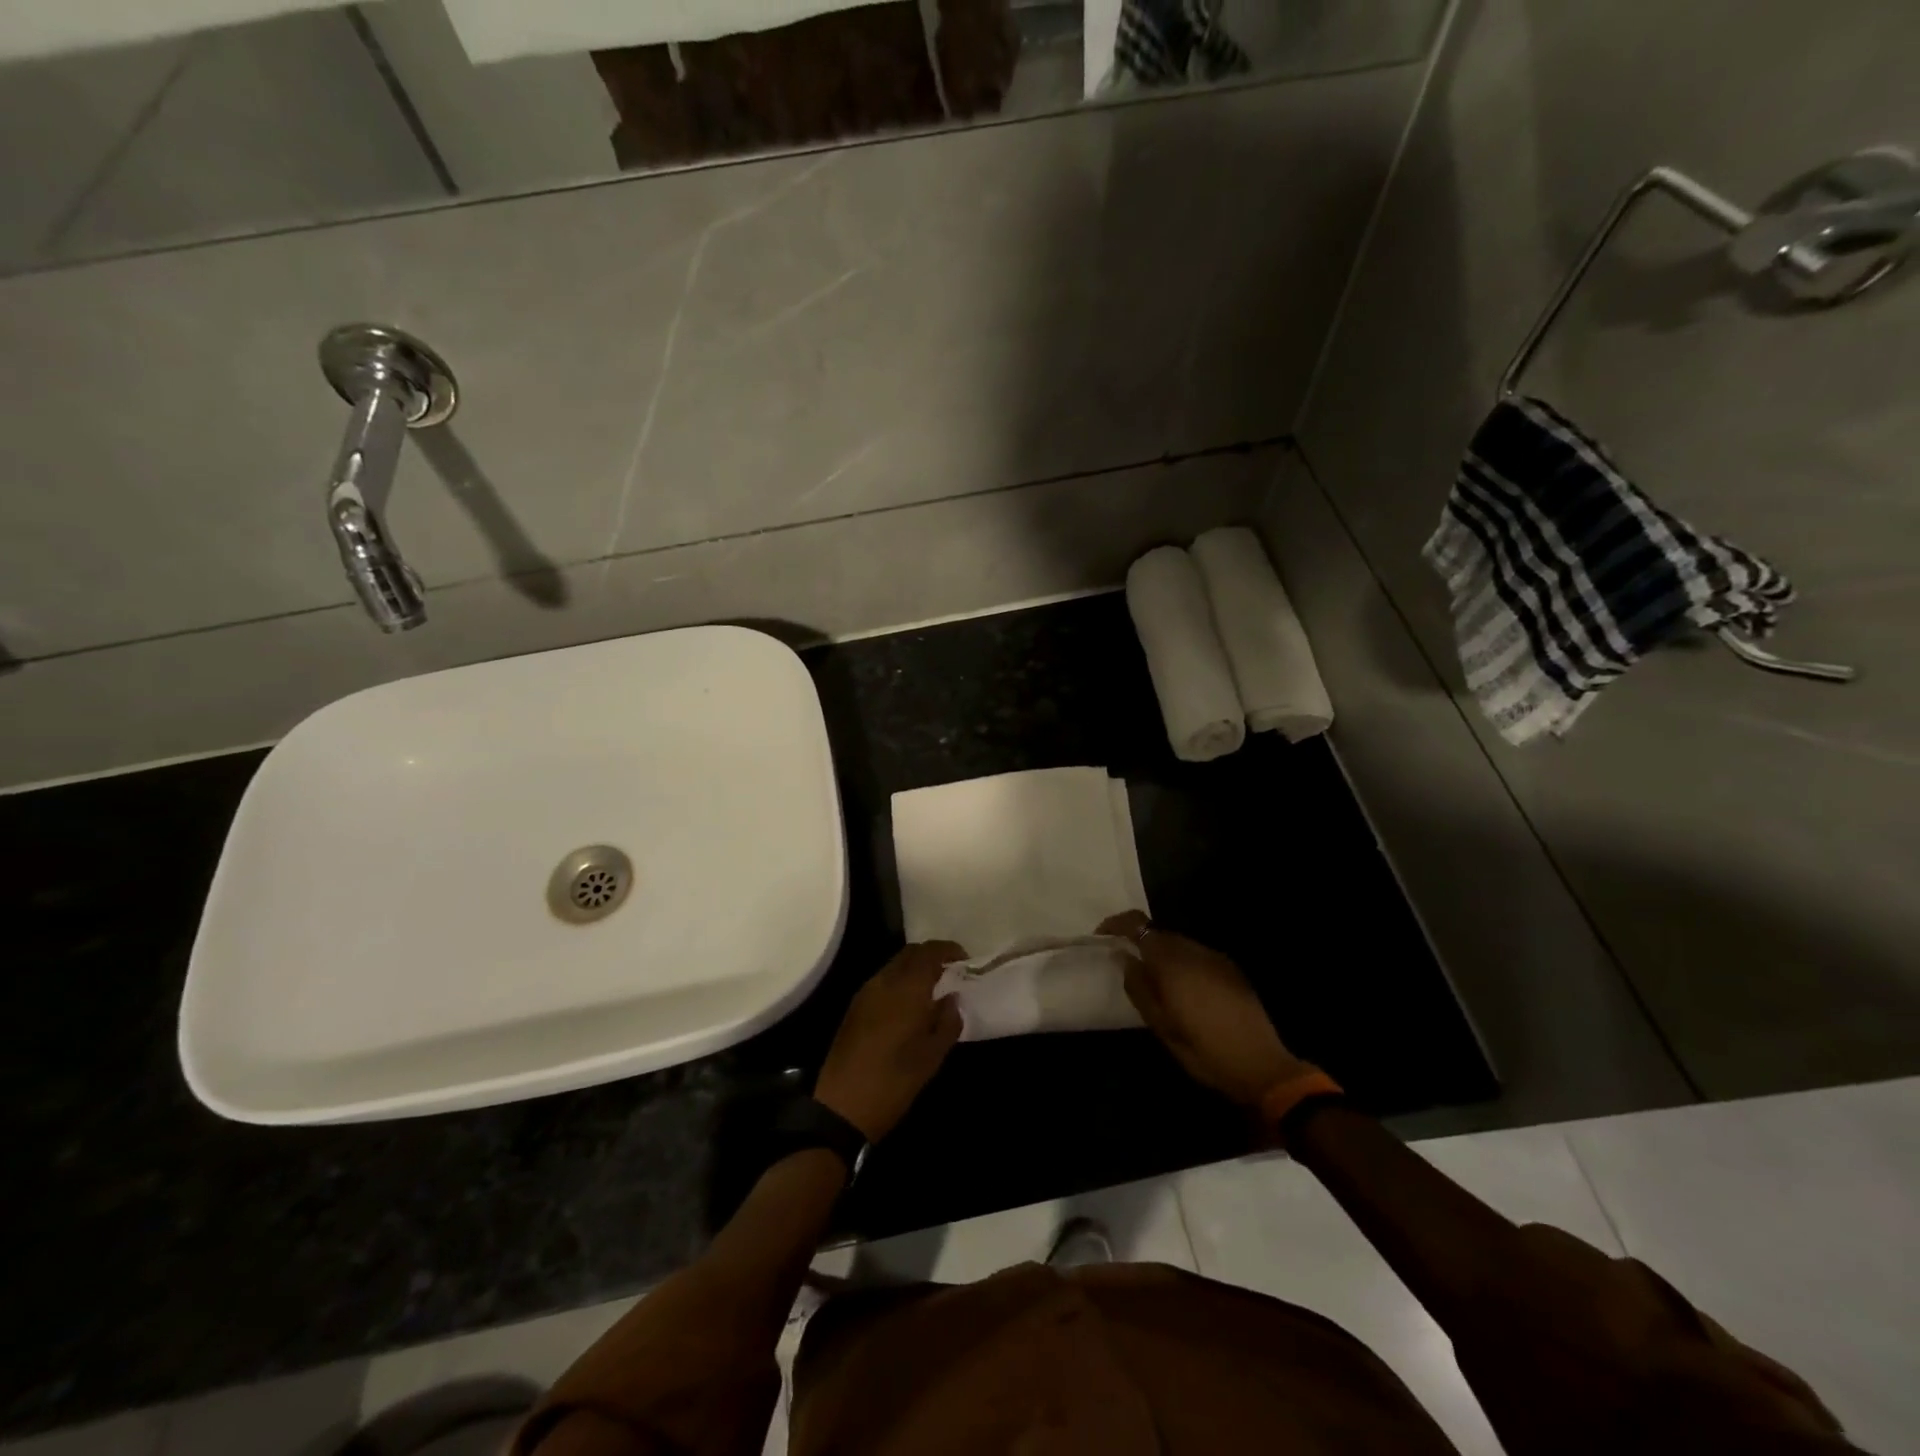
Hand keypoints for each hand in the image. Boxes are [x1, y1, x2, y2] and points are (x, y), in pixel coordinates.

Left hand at [813, 941, 965, 1141]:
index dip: (948, 950)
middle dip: (931, 956)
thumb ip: (948, 1020)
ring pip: (894, 965)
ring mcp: (866, 992)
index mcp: (907, 988)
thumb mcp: (933, 1055)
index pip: (929, 952)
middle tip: (950, 971)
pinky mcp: (855, 1007)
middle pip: (910, 953)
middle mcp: (884, 981)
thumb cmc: (895, 1080)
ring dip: (914, 968)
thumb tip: (952, 998)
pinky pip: (882, 980)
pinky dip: (899, 981)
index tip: (964, 959)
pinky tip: (909, 1003)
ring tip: (932, 988)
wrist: (843, 1105)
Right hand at [1100, 912, 1308, 1105]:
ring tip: (1155, 983)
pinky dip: (1182, 964)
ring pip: (1179, 945)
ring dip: (1162, 955)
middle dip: (1139, 943)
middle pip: (1159, 933)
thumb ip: (1138, 987)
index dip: (1116, 924)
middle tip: (1127, 967)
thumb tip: (1124, 957)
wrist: (1262, 1066)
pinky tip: (1185, 992)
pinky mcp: (1231, 970)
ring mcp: (1216, 958)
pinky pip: (1197, 956)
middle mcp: (1194, 950)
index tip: (1102, 937)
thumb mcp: (1160, 1025)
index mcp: (1172, 961)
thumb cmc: (1203, 1049)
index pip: (1138, 924)